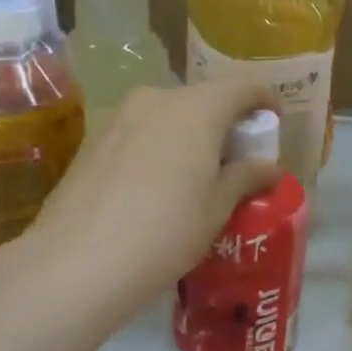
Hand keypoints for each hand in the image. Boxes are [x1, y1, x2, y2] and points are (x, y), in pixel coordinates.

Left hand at [21, 79, 281, 315]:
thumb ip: (246, 177)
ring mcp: (119, 116)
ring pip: (167, 115)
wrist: (77, 261)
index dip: (264, 100)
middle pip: (203, 99)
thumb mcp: (217, 208)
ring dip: (188, 134)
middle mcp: (158, 98)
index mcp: (197, 108)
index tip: (274, 121)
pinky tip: (156, 185)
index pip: (242, 88)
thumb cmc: (166, 230)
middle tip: (235, 158)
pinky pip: (139, 132)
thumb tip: (272, 168)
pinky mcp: (93, 140)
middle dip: (224, 122)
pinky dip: (158, 146)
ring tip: (195, 174)